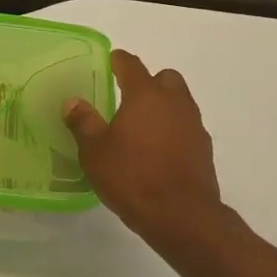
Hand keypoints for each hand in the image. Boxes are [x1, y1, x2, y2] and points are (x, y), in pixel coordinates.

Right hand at [64, 50, 229, 253]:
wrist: (182, 216)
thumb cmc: (133, 177)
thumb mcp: (95, 152)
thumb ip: (83, 123)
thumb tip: (73, 102)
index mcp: (145, 95)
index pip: (132, 65)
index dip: (119, 60)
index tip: (111, 60)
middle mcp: (174, 102)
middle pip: (165, 78)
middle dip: (149, 81)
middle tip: (128, 97)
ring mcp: (194, 125)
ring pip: (180, 102)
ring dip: (163, 106)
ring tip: (141, 126)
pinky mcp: (204, 149)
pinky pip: (187, 127)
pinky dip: (173, 129)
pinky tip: (158, 150)